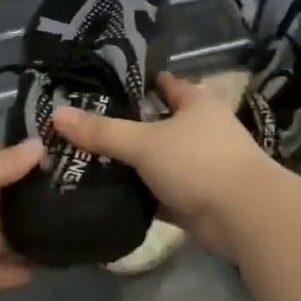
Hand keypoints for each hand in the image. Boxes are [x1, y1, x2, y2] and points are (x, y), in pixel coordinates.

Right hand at [49, 72, 271, 257]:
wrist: (243, 217)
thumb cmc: (198, 162)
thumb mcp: (144, 142)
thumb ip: (102, 131)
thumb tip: (56, 114)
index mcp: (195, 103)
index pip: (162, 83)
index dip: (133, 83)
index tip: (99, 86)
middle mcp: (200, 130)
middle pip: (156, 122)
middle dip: (125, 125)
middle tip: (82, 126)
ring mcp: (199, 165)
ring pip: (156, 159)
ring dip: (131, 163)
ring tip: (86, 159)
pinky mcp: (195, 198)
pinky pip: (159, 191)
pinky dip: (139, 193)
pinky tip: (108, 193)